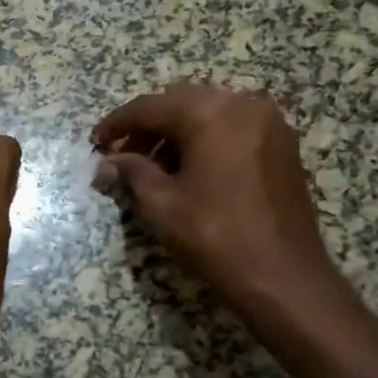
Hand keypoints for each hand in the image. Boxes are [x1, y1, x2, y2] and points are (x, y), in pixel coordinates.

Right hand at [93, 83, 337, 309]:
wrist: (282, 275)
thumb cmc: (214, 235)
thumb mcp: (161, 204)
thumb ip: (131, 172)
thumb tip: (107, 163)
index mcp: (210, 113)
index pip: (150, 107)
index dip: (118, 124)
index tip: (95, 143)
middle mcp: (243, 105)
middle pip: (181, 102)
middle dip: (148, 126)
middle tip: (122, 155)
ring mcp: (268, 124)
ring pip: (208, 113)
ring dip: (175, 132)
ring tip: (151, 166)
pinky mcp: (282, 146)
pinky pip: (232, 127)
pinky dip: (204, 139)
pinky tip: (187, 169)